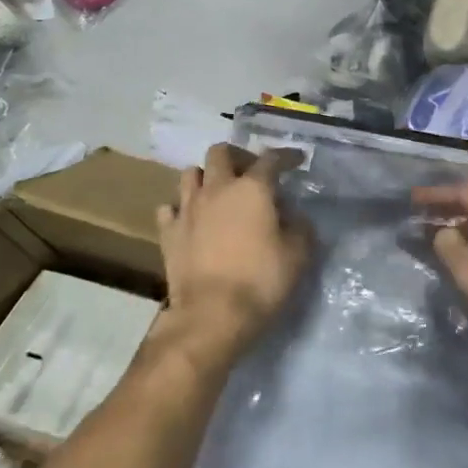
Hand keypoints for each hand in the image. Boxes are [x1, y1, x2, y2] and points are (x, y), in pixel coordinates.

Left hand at [156, 145, 311, 367]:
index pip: (271, 159)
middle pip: (220, 152)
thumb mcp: (298, 255)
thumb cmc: (261, 281)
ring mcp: (187, 209)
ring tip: (218, 192)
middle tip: (250, 172)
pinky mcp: (168, 233)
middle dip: (237, 156)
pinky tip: (191, 220)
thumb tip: (293, 216)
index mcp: (252, 189)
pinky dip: (181, 209)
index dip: (286, 156)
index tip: (297, 159)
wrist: (211, 315)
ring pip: (189, 174)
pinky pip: (169, 208)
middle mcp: (216, 189)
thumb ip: (300, 227)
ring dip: (205, 177)